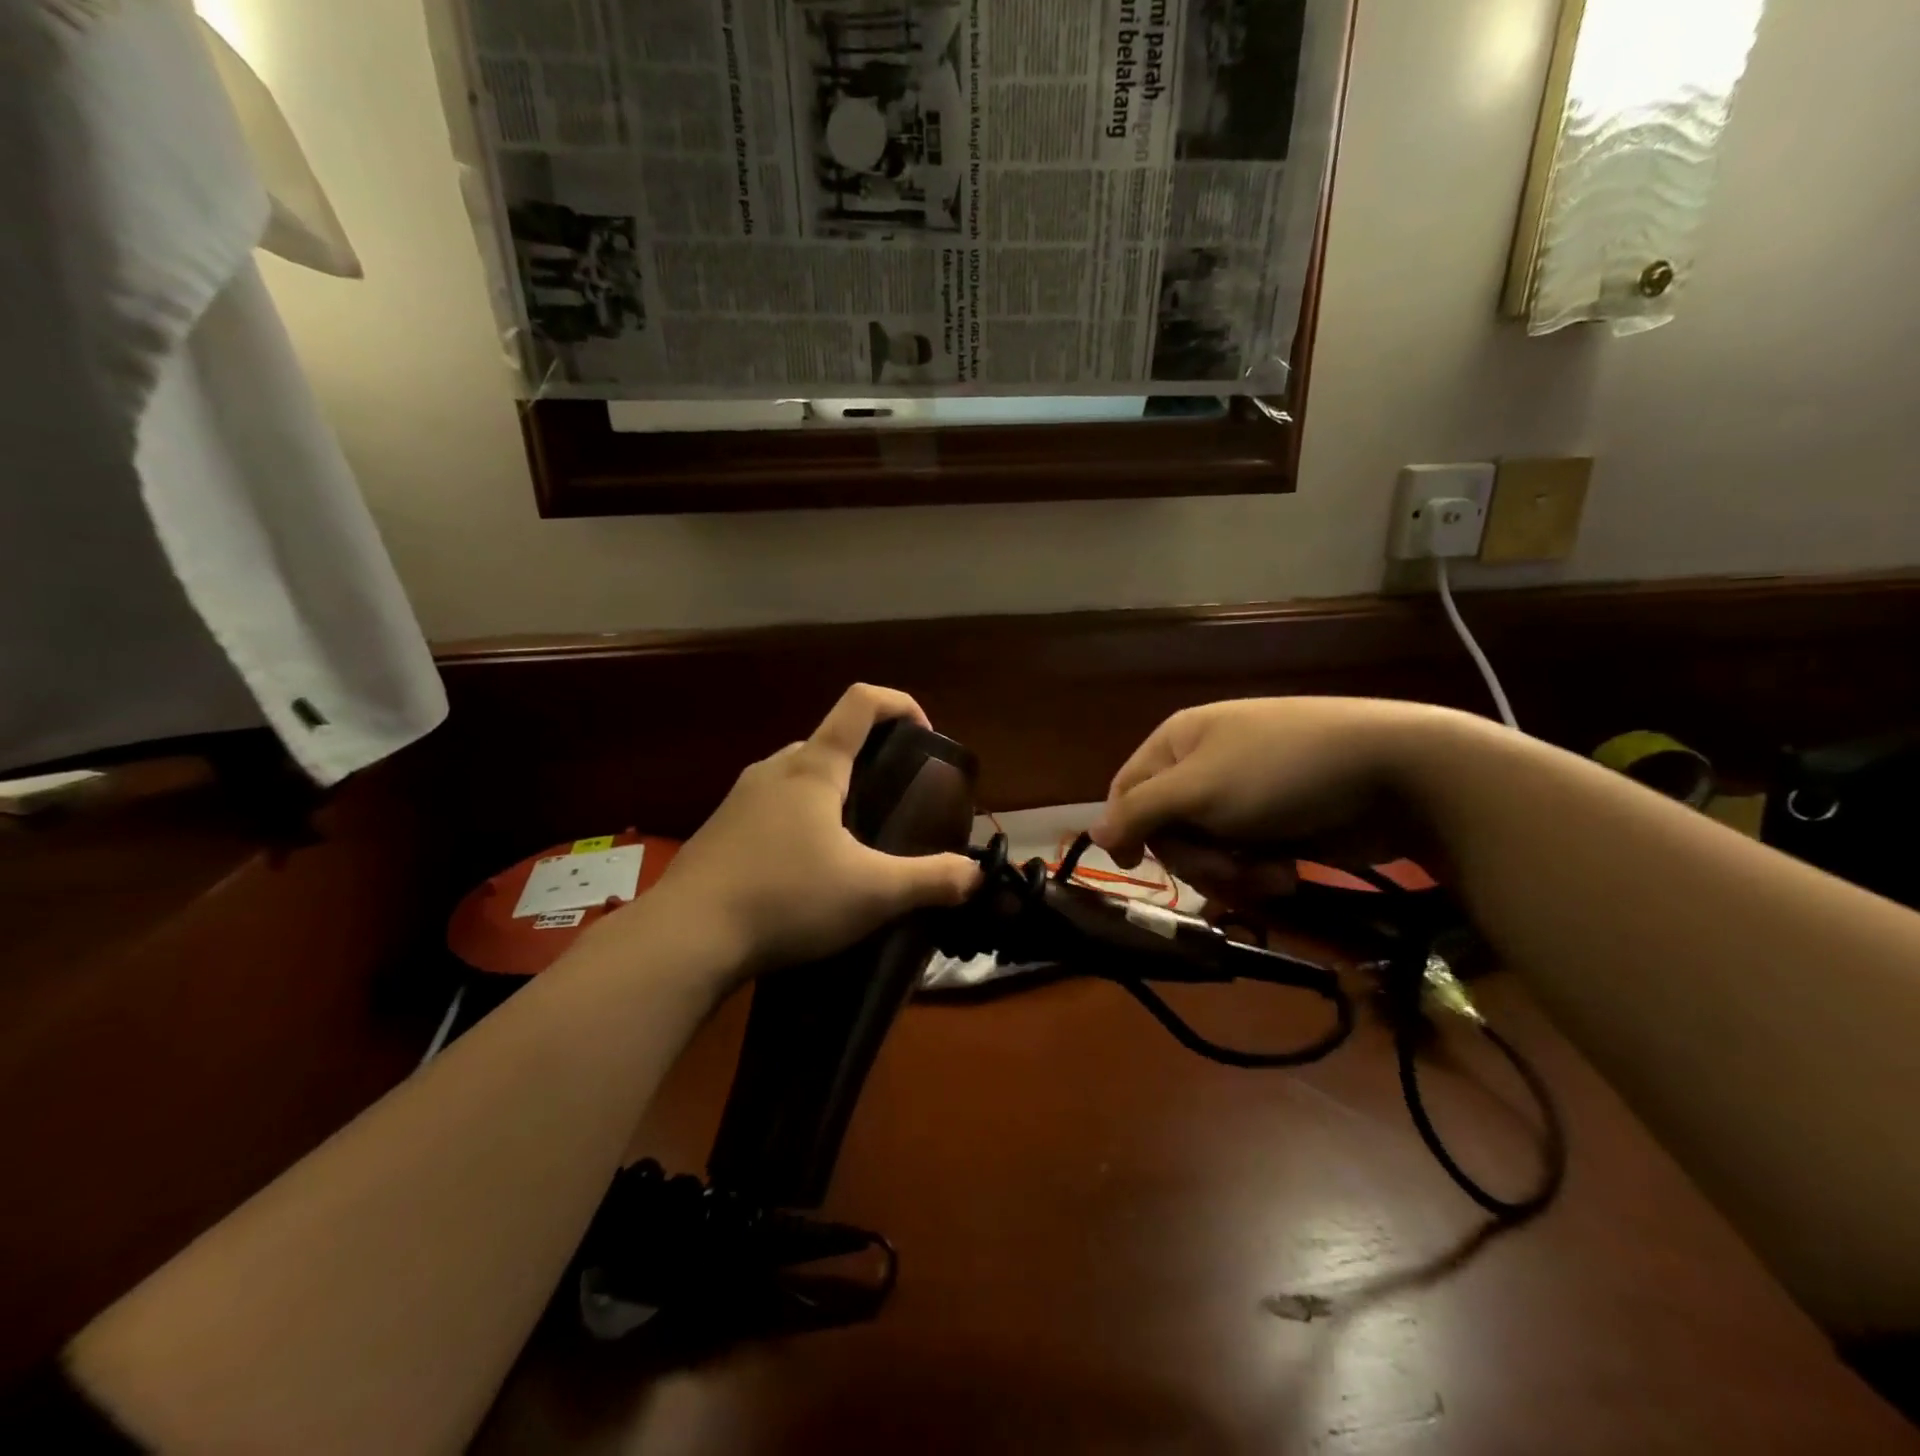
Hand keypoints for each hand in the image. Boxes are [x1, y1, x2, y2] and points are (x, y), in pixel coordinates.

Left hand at [632, 685, 980, 978]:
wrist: (685, 938)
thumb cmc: (787, 899)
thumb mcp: (872, 893)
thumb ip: (931, 880)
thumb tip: (974, 875)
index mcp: (813, 768)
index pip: (861, 703)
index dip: (901, 704)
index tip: (926, 737)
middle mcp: (774, 770)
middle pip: (831, 742)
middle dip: (869, 763)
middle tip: (893, 806)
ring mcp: (740, 799)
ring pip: (798, 778)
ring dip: (832, 796)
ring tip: (853, 845)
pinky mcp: (720, 831)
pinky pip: (772, 808)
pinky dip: (800, 822)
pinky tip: (805, 872)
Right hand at [1089, 698, 1463, 911]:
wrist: (1393, 770)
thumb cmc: (1279, 772)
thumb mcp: (1197, 789)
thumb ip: (1139, 812)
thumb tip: (1095, 834)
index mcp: (1177, 742)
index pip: (1127, 791)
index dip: (1127, 830)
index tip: (1135, 867)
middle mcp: (1203, 765)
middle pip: (1167, 828)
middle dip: (1196, 858)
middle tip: (1228, 869)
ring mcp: (1242, 794)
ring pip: (1207, 850)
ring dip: (1232, 871)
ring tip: (1269, 873)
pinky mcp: (1277, 821)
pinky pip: (1245, 856)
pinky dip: (1261, 870)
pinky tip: (1287, 871)